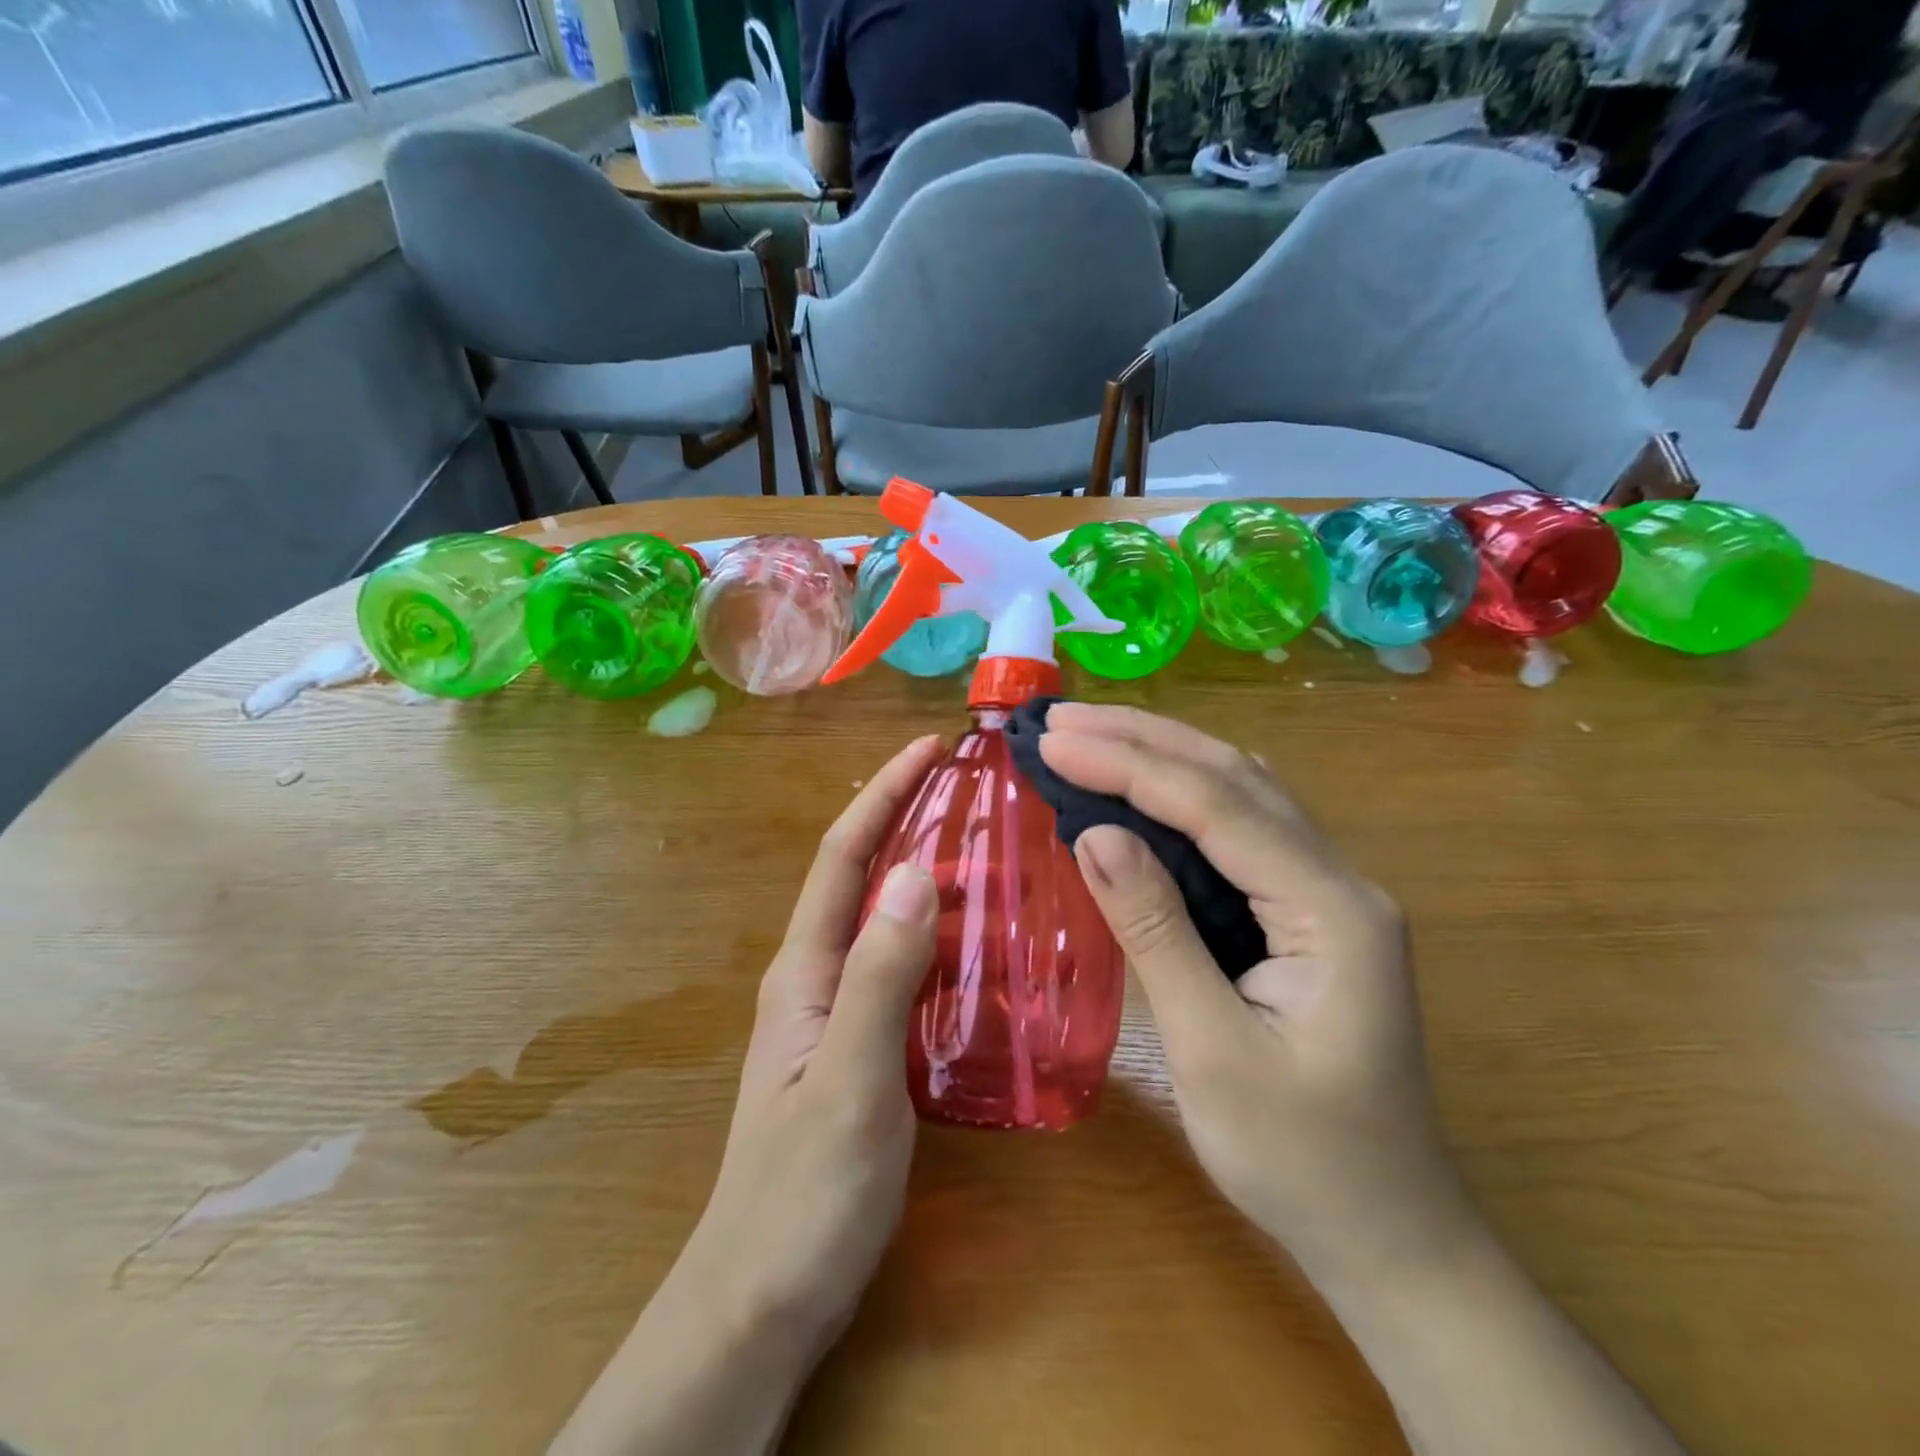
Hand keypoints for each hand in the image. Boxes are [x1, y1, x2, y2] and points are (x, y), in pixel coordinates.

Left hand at [550, 735, 943, 1455]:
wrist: (763, 1299)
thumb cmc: (802, 1195)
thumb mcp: (849, 1081)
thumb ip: (880, 976)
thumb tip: (917, 871)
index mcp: (804, 969)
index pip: (844, 856)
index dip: (884, 794)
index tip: (930, 749)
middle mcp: (816, 975)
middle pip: (863, 876)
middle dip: (908, 819)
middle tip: (974, 790)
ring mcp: (836, 1011)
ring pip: (886, 919)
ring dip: (928, 873)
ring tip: (991, 848)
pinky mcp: (860, 1044)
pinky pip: (902, 965)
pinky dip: (937, 933)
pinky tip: (980, 941)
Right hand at [1039, 704, 1469, 1283]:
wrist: (1388, 1235)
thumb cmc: (1301, 1161)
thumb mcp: (1213, 1051)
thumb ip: (1157, 931)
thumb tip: (1093, 834)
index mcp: (1331, 909)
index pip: (1217, 806)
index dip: (1129, 766)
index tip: (1054, 743)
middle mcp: (1338, 879)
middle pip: (1234, 778)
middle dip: (1144, 739)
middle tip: (1061, 719)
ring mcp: (1325, 892)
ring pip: (1240, 793)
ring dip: (1162, 756)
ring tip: (1088, 735)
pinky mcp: (1303, 912)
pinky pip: (1238, 830)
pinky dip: (1179, 798)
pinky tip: (1138, 789)